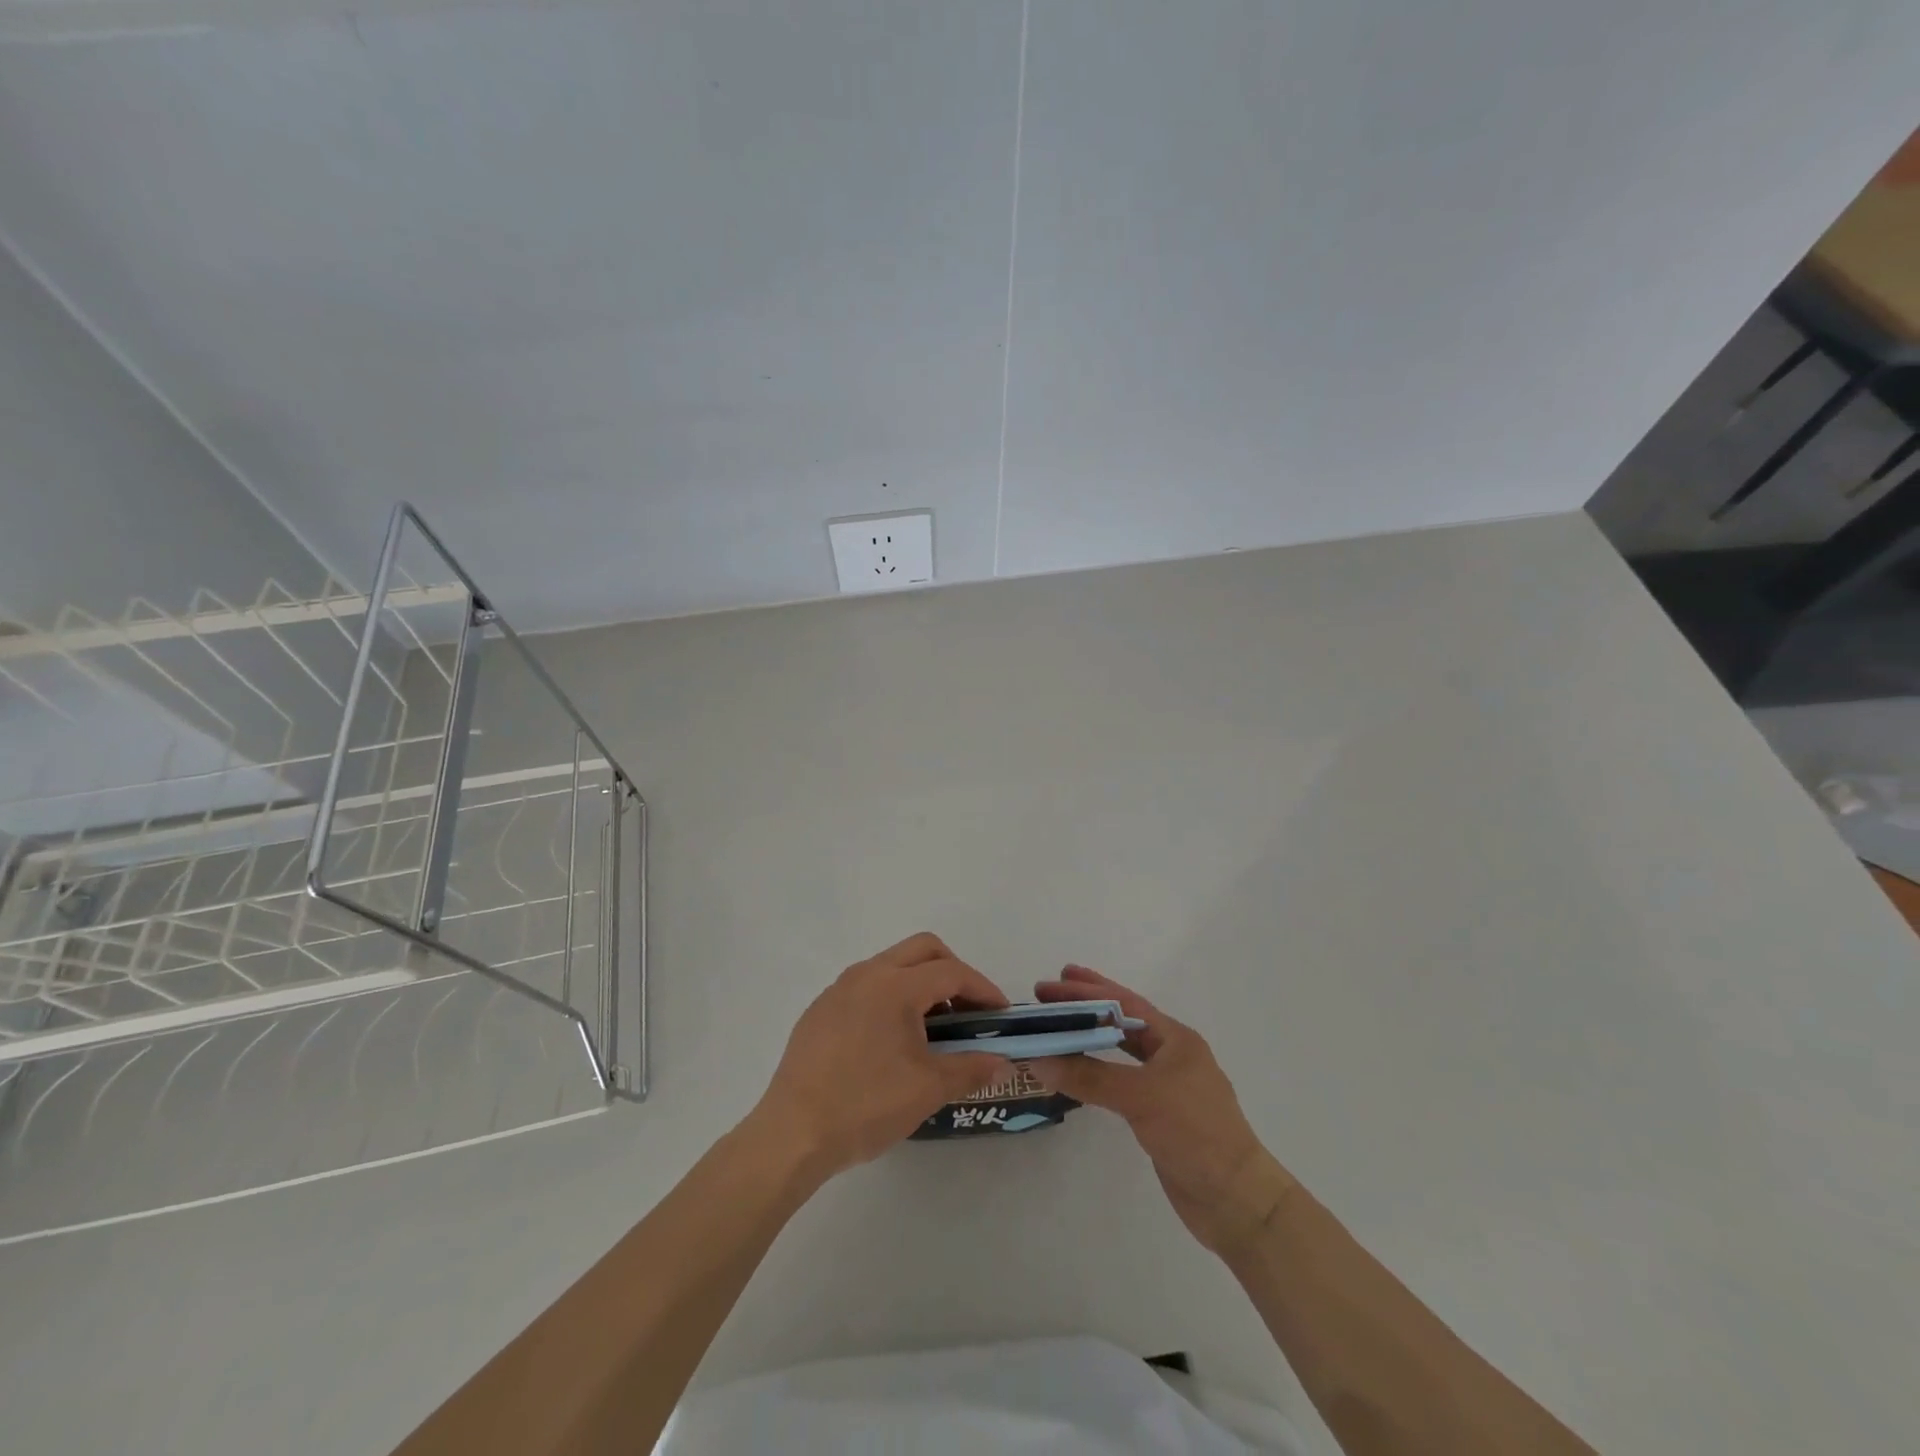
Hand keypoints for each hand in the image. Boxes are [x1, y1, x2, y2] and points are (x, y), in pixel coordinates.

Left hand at [750, 933, 1008, 1180]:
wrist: (792, 1134)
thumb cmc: (866, 1105)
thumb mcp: (928, 1089)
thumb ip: (971, 1068)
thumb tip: (1003, 1064)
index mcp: (895, 985)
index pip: (951, 972)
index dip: (983, 989)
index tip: (1000, 1015)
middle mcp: (866, 974)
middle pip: (923, 950)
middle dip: (953, 971)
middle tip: (968, 1010)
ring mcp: (838, 989)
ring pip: (892, 964)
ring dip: (920, 983)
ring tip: (933, 1028)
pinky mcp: (820, 1010)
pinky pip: (866, 986)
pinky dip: (891, 997)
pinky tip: (891, 1041)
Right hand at [1031, 965, 1296, 1257]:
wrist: (1236, 1200)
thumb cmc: (1195, 1133)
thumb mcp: (1141, 1098)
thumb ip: (1089, 1077)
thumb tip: (1039, 1059)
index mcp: (1175, 1039)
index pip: (1125, 1003)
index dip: (1088, 990)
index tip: (1054, 981)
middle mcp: (1172, 1055)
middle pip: (1122, 1020)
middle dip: (1087, 1006)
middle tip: (1048, 994)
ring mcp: (1167, 1085)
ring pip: (1121, 1051)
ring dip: (1090, 1038)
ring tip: (1058, 1027)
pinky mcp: (1159, 1114)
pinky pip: (1119, 1081)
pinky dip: (1096, 1071)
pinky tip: (1077, 1071)